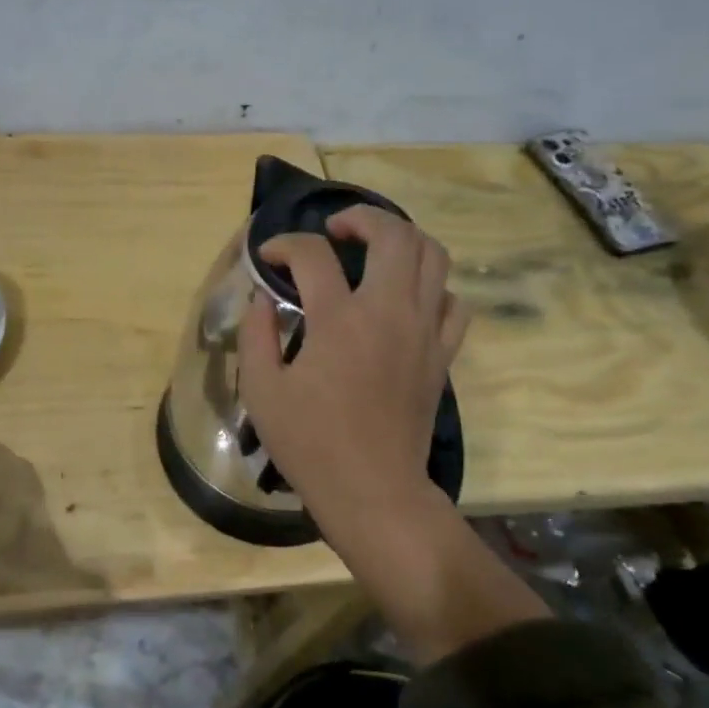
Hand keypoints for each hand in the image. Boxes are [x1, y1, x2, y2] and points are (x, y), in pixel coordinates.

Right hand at [238, 205, 468, 532]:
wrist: (372, 490)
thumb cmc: (310, 443)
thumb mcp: (261, 391)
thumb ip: (255, 335)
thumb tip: (262, 299)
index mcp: (339, 320)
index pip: (313, 255)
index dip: (285, 245)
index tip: (268, 258)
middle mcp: (388, 312)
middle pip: (393, 234)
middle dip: (361, 217)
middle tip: (335, 231)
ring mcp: (423, 331)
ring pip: (434, 257)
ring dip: (402, 240)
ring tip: (374, 250)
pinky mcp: (441, 354)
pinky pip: (452, 303)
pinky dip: (432, 287)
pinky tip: (407, 298)